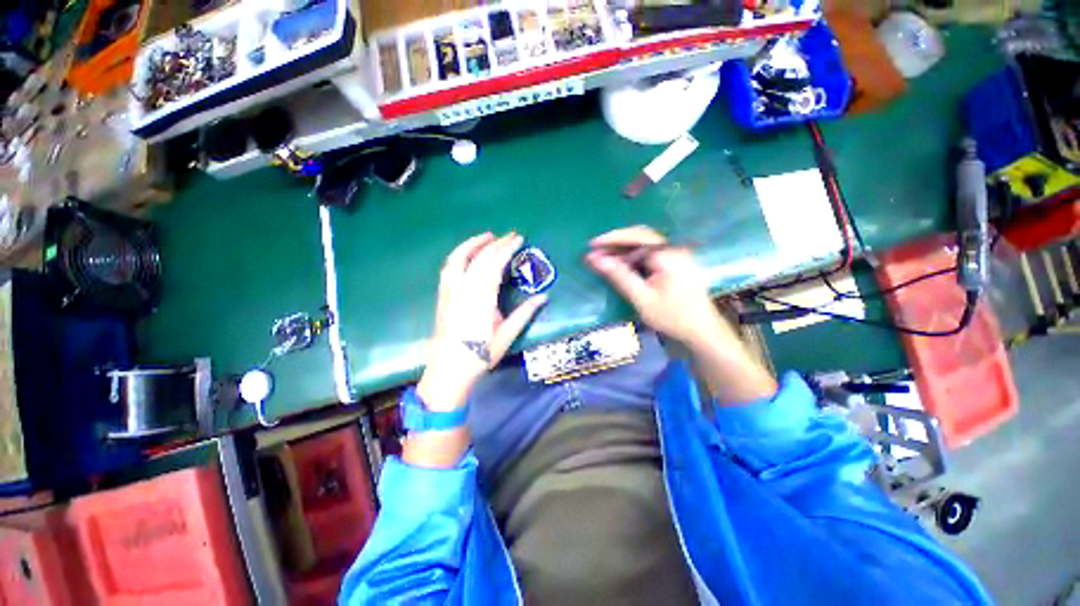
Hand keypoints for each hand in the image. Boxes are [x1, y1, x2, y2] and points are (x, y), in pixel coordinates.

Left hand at [417, 232, 547, 411]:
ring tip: (486, 236)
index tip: (519, 238)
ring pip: (460, 258)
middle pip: (480, 257)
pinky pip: (449, 267)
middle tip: (510, 235)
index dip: (507, 248)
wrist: (449, 369)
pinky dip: (459, 255)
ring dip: (473, 243)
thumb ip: (525, 313)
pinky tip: (466, 254)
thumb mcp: (507, 334)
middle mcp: (464, 288)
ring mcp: (450, 290)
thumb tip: (543, 297)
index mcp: (482, 296)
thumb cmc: (481, 354)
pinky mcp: (443, 295)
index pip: (495, 263)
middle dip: (496, 243)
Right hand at [585, 226, 736, 349]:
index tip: (592, 244)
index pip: (636, 237)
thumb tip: (596, 260)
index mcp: (668, 255)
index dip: (612, 238)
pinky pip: (650, 254)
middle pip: (640, 237)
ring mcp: (676, 256)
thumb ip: (620, 276)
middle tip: (595, 253)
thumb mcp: (642, 298)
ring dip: (623, 251)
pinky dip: (633, 258)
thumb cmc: (673, 317)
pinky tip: (622, 267)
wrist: (702, 331)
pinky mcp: (675, 263)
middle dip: (616, 243)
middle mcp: (674, 249)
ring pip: (644, 246)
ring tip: (604, 261)